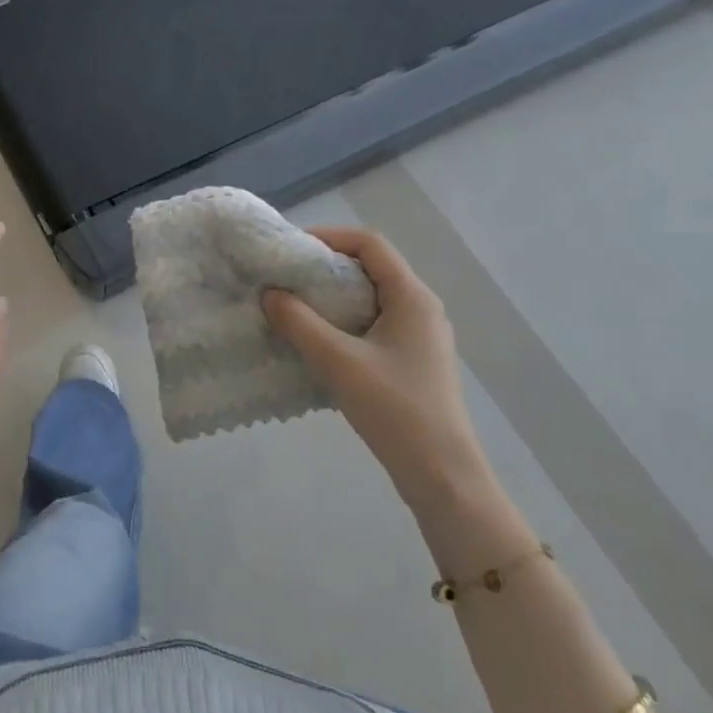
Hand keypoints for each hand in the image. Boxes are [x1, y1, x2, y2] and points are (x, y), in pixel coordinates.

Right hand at [262, 227, 489, 504]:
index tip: (292, 249)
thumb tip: (270, 294)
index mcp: (412, 297)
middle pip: (371, 268)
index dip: (330, 237)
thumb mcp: (339, 362)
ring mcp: (420, 336)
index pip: (370, 244)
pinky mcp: (414, 361)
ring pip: (371, 298)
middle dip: (326, 267)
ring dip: (333, 297)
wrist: (442, 475)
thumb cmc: (394, 409)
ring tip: (295, 307)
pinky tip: (319, 343)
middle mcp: (421, 307)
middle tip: (287, 278)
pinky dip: (344, 322)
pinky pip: (374, 325)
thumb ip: (300, 323)